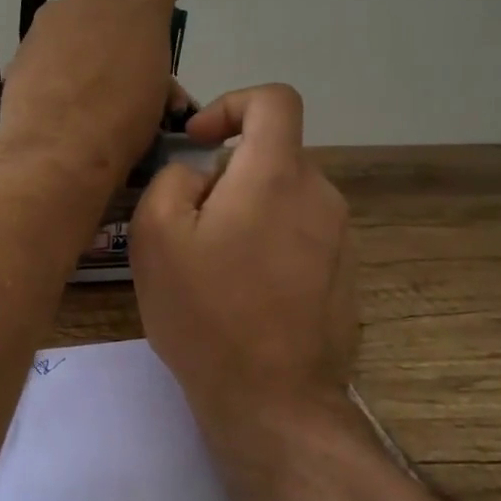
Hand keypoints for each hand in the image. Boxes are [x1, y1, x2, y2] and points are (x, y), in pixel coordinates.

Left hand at [0, 0, 194, 188]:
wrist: (57, 147)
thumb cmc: (123, 121)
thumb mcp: (157, 97)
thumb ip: (155, 72)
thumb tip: (149, 81)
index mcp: (142, 5)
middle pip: (112, 6)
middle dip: (116, 29)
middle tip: (120, 72)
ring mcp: (54, 17)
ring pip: (76, 25)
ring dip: (83, 46)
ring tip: (85, 90)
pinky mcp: (25, 42)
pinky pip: (50, 47)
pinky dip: (56, 63)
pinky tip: (58, 95)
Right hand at [130, 84, 360, 440]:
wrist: (273, 400)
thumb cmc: (206, 311)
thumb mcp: (156, 235)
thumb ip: (173, 179)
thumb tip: (200, 175)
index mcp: (276, 175)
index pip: (274, 100)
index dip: (231, 104)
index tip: (199, 141)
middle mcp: (320, 195)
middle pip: (272, 156)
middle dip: (226, 175)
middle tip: (188, 224)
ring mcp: (340, 239)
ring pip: (284, 198)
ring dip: (246, 212)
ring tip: (211, 265)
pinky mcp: (344, 276)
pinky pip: (300, 235)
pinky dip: (269, 243)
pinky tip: (243, 294)